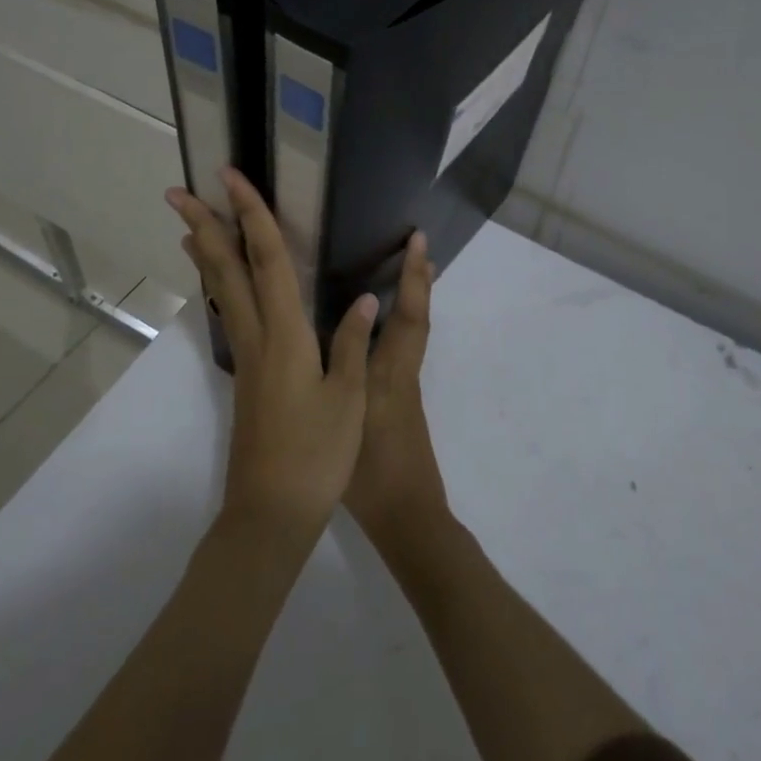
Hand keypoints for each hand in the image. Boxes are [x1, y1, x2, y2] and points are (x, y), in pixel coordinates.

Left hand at [166, 168, 377, 544]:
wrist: (270, 513)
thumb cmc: (316, 456)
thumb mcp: (347, 400)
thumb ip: (351, 345)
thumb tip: (363, 299)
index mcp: (285, 335)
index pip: (267, 260)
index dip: (252, 214)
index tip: (230, 178)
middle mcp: (258, 337)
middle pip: (227, 269)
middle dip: (204, 226)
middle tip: (178, 193)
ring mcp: (247, 358)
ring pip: (222, 292)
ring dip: (207, 255)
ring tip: (189, 228)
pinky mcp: (247, 377)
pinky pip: (231, 316)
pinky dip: (221, 288)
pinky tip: (224, 288)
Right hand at [344, 230, 450, 550]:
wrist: (407, 519)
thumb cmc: (371, 474)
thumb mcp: (348, 419)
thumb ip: (342, 370)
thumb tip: (341, 319)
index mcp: (390, 374)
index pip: (409, 317)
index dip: (415, 278)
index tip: (419, 241)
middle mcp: (402, 373)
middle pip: (418, 318)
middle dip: (419, 280)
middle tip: (416, 244)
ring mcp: (403, 389)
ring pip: (412, 333)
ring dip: (412, 299)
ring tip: (402, 272)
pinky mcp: (398, 404)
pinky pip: (401, 350)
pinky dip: (398, 325)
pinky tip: (375, 328)